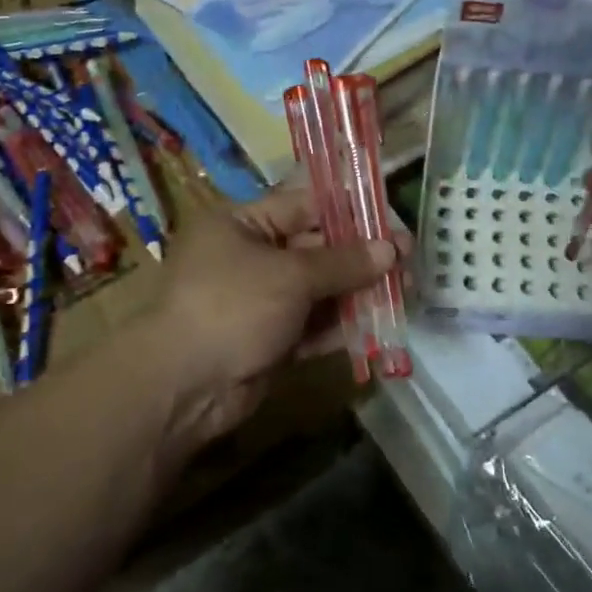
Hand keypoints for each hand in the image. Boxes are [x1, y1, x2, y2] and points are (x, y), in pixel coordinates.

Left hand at [143, 186, 400, 453]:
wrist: (184, 386)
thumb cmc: (232, 306)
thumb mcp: (290, 275)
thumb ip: (343, 262)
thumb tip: (390, 250)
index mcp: (242, 223)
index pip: (304, 205)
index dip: (350, 211)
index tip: (391, 220)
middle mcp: (250, 256)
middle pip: (316, 248)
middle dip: (361, 256)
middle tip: (407, 261)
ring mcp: (260, 300)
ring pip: (319, 289)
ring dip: (358, 292)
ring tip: (403, 292)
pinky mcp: (270, 339)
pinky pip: (313, 325)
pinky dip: (341, 325)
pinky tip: (380, 324)